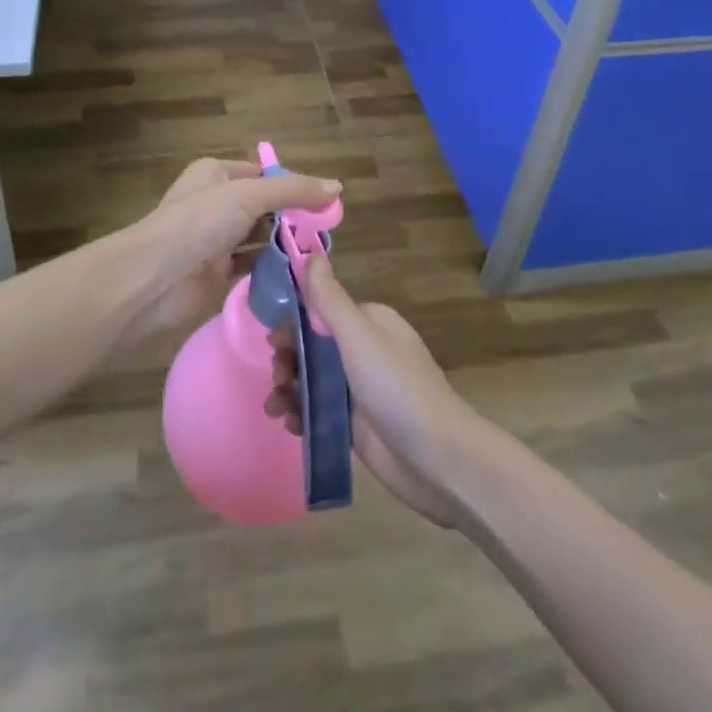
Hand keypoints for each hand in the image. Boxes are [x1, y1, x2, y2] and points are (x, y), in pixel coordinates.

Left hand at [117, 157, 341, 341]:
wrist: (156, 279)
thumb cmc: (200, 222)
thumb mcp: (249, 195)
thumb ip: (293, 191)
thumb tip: (337, 187)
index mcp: (216, 174)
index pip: (262, 173)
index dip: (292, 184)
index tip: (326, 201)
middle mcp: (216, 203)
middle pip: (264, 207)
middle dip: (293, 217)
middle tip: (328, 231)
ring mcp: (216, 240)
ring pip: (260, 238)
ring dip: (285, 245)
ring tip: (321, 254)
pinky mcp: (218, 275)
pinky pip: (253, 268)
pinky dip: (274, 270)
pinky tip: (301, 275)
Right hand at [266, 254, 482, 527]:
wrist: (437, 458)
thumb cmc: (396, 387)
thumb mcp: (359, 336)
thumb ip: (329, 298)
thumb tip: (311, 252)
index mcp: (369, 322)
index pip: (321, 310)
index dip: (293, 323)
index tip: (273, 341)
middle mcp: (364, 350)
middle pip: (312, 346)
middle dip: (288, 359)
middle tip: (276, 378)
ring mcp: (360, 389)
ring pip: (312, 379)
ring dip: (288, 389)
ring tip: (275, 408)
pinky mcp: (356, 424)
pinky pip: (319, 410)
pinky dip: (301, 413)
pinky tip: (290, 424)